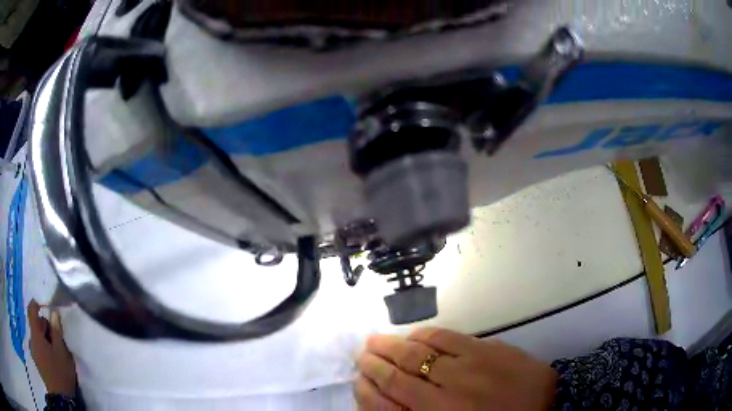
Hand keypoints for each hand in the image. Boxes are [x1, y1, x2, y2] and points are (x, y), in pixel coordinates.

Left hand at [27, 300, 76, 396]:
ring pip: (36, 338)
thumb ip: (57, 331)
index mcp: (36, 335)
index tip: (42, 305)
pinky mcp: (36, 361)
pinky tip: (51, 362)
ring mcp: (33, 351)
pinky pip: (37, 348)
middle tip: (56, 341)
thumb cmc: (61, 374)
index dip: (36, 305)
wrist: (61, 399)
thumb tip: (54, 312)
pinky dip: (43, 349)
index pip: (32, 311)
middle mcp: (31, 340)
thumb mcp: (62, 353)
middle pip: (35, 326)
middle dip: (44, 329)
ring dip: (44, 340)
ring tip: (55, 354)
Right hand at [355, 327, 557, 410]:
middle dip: (374, 363)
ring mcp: (467, 368)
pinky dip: (425, 335)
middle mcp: (445, 395)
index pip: (388, 403)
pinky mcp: (486, 349)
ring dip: (392, 346)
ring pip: (418, 353)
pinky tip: (414, 334)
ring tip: (376, 340)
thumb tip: (393, 405)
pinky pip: (447, 338)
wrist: (548, 404)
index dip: (368, 390)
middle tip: (362, 354)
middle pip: (398, 375)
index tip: (358, 379)